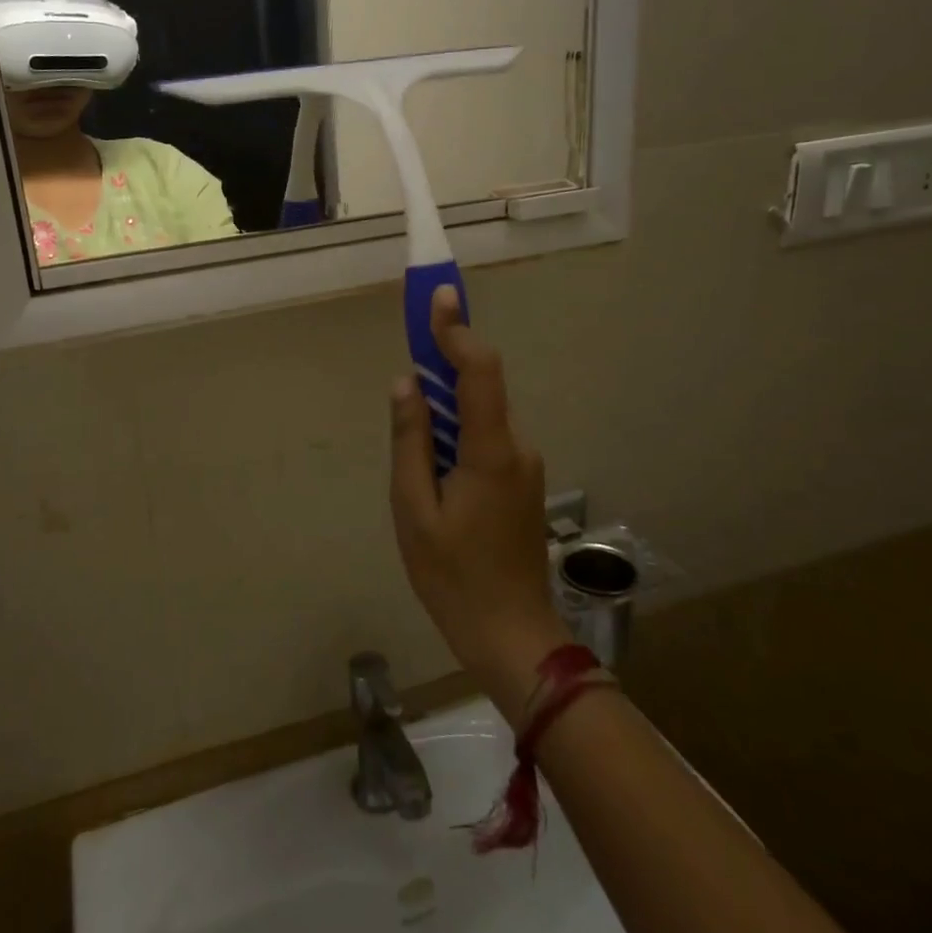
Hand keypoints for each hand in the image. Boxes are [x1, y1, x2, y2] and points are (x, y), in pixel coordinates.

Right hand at [389, 287, 569, 716]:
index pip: (479, 371)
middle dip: (443, 371)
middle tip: (407, 377)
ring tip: (415, 456)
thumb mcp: (413, 510)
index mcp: (491, 451)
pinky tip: (435, 478)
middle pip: (480, 390)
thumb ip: (410, 441)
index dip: (457, 331)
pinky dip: (458, 438)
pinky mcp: (522, 483)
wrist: (511, 635)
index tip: (439, 297)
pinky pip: (487, 442)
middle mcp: (517, 448)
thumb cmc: (453, 576)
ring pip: (481, 419)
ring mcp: (525, 467)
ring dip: (446, 414)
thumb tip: (407, 384)